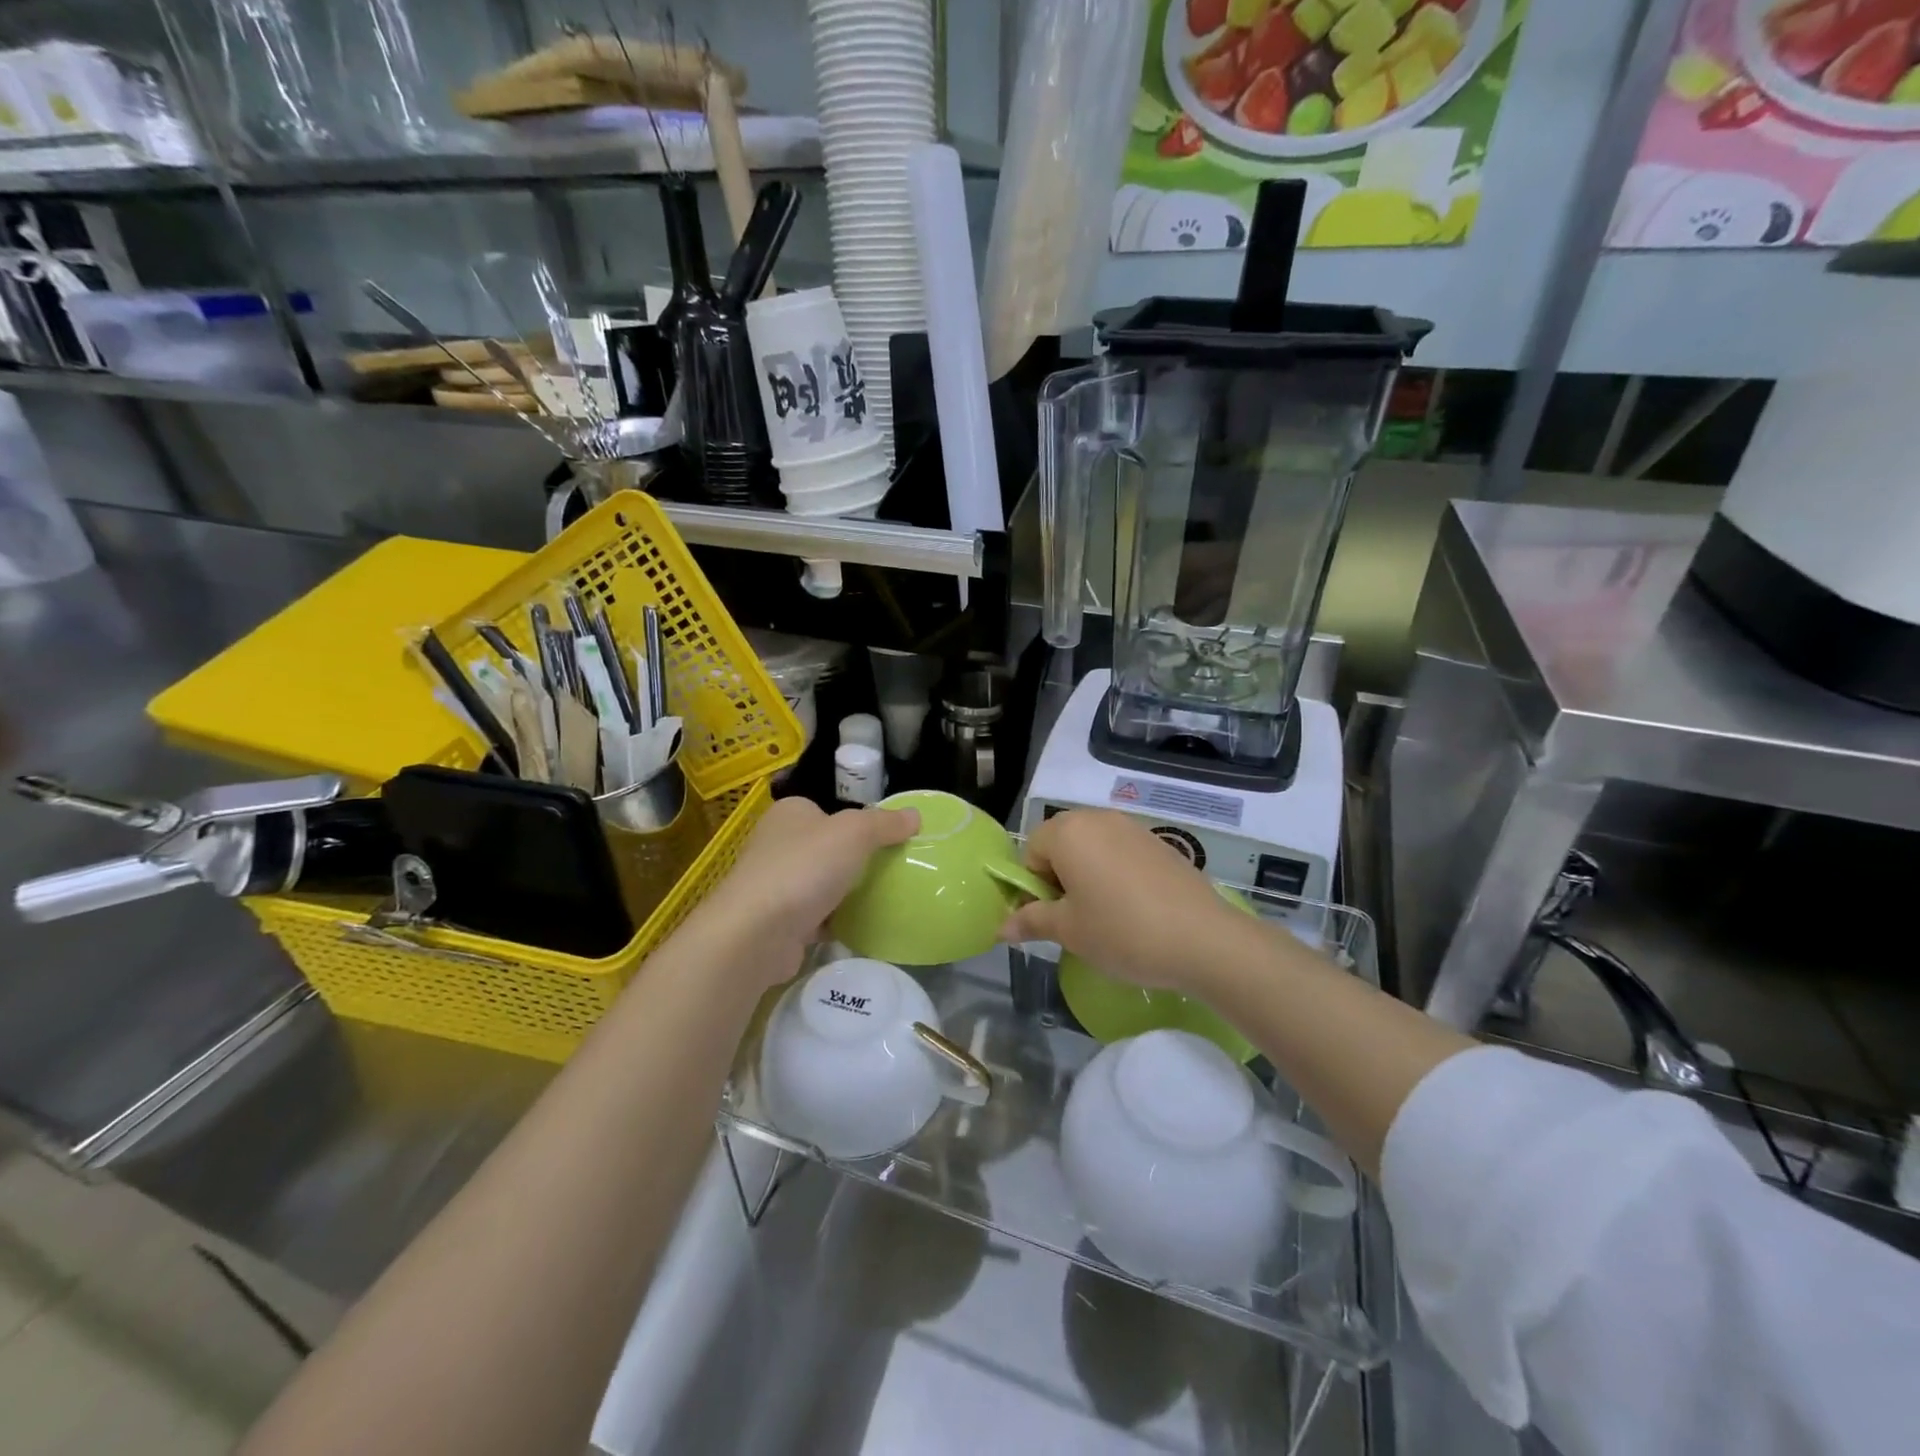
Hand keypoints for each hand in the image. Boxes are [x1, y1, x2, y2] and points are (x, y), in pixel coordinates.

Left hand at [691, 797, 918, 981]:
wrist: (756, 933)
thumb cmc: (804, 868)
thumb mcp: (855, 833)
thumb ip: (885, 823)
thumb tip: (916, 815)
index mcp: (790, 813)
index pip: (828, 810)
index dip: (857, 822)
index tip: (887, 839)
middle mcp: (777, 843)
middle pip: (826, 847)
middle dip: (854, 860)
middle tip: (892, 869)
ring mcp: (774, 884)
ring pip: (820, 883)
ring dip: (844, 892)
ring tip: (884, 897)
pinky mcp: (777, 921)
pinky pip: (815, 916)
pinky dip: (835, 921)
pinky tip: (861, 926)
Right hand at [1000, 810, 1246, 994]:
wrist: (1204, 938)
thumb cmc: (1122, 931)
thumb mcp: (1070, 931)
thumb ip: (1031, 921)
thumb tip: (1001, 927)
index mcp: (1068, 832)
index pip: (1031, 852)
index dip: (1034, 886)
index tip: (1052, 918)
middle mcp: (1099, 819)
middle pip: (1062, 844)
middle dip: (1060, 878)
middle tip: (1077, 919)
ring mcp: (1133, 828)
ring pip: (1093, 848)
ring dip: (1089, 876)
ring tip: (1107, 916)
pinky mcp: (1160, 843)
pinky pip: (1122, 853)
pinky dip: (1117, 875)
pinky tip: (1135, 909)